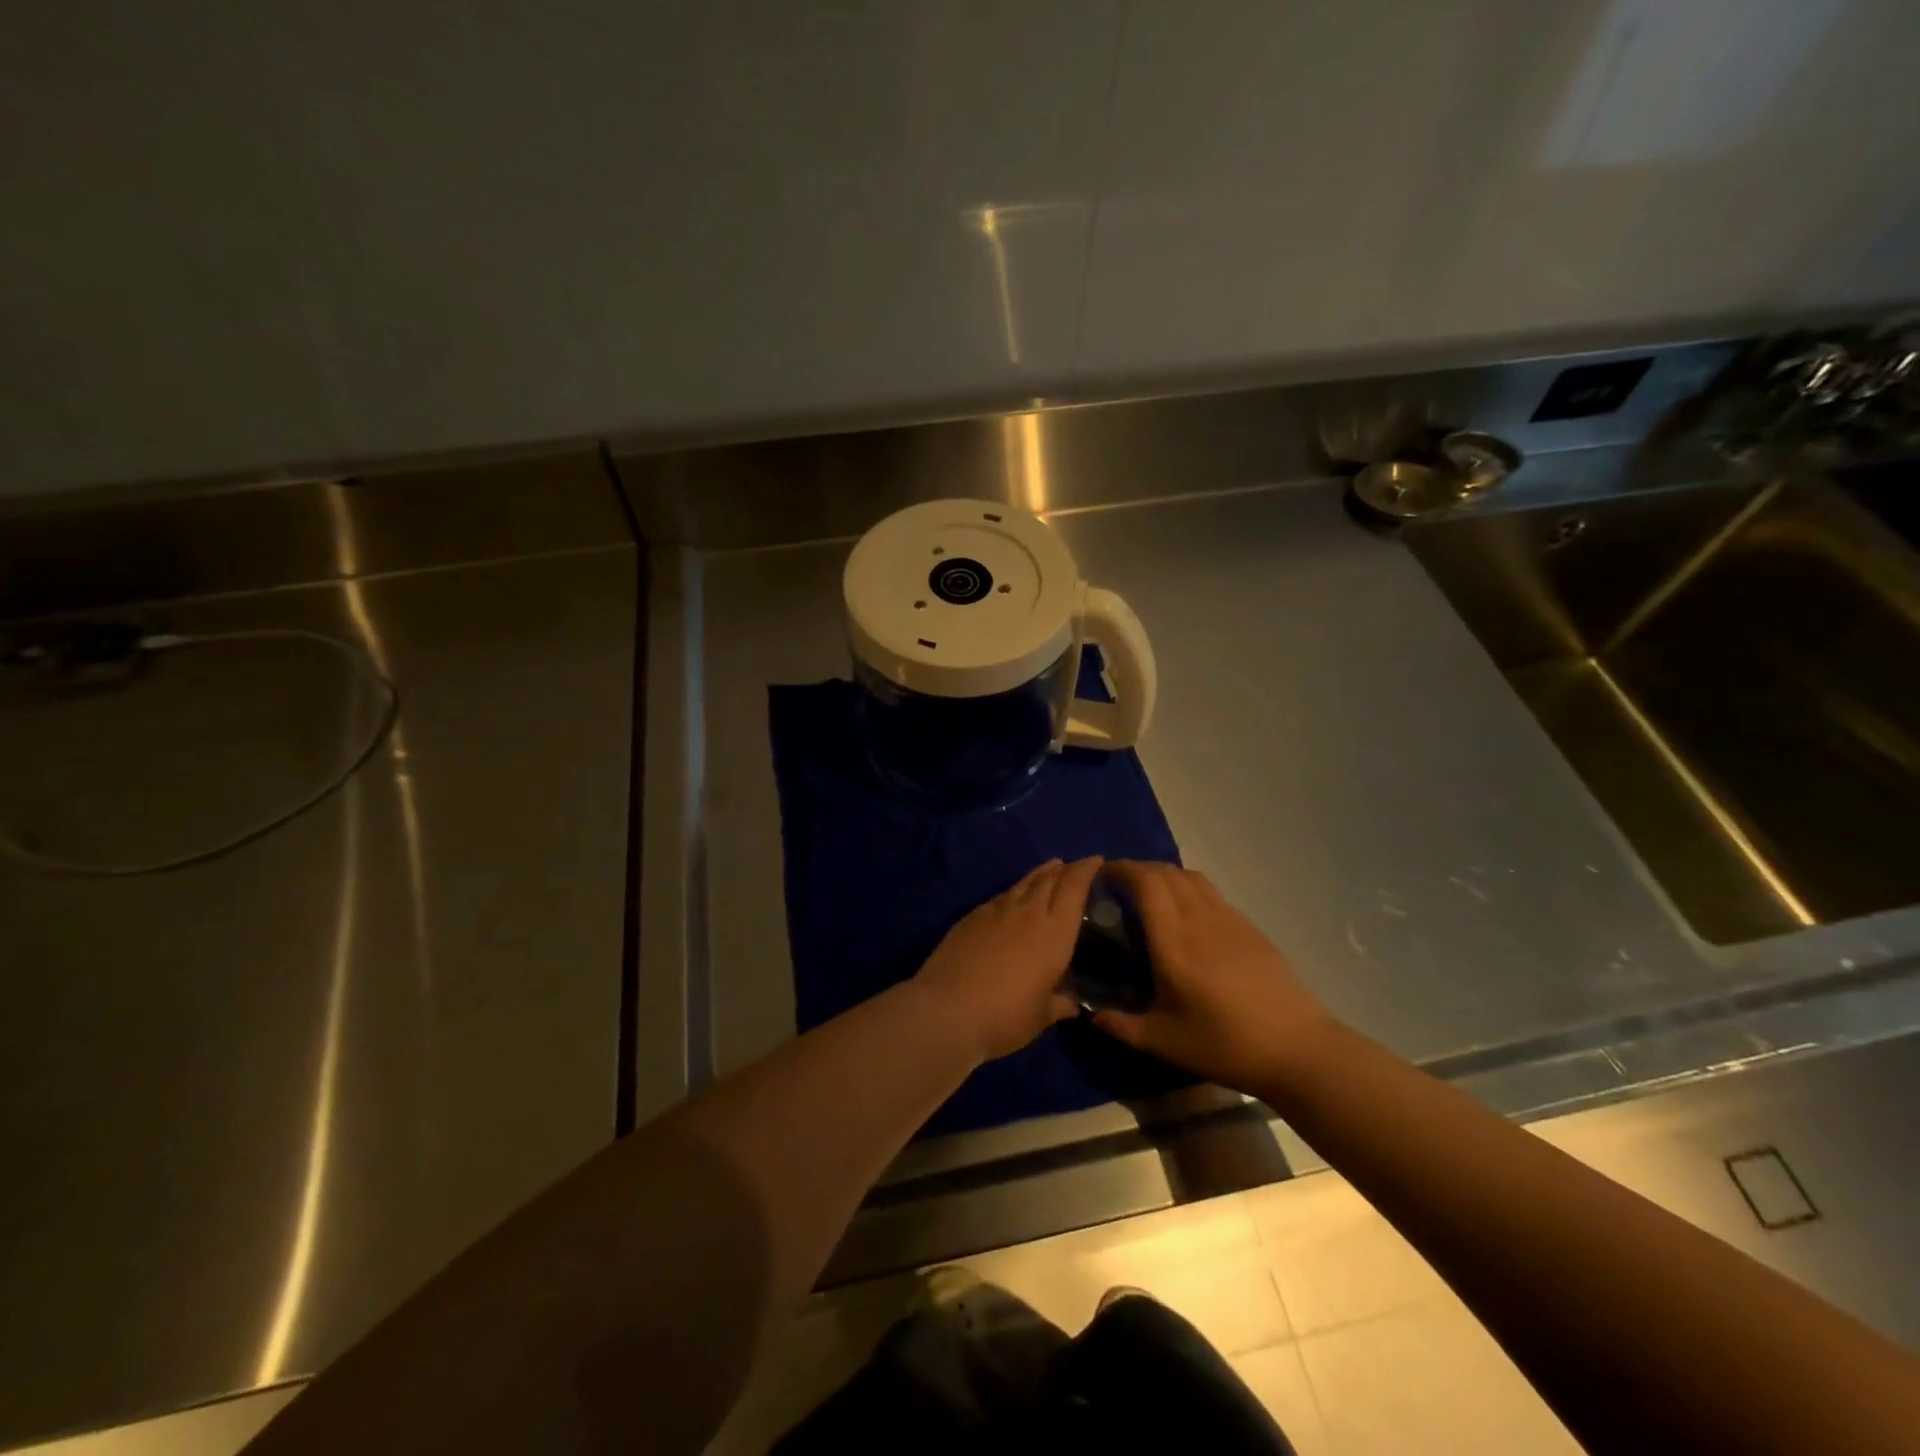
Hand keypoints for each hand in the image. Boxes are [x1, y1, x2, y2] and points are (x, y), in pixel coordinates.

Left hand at [912, 857, 1100, 1062]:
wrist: (947, 1010)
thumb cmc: (1005, 1017)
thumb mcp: (1041, 1017)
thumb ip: (1060, 1004)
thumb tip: (1072, 1003)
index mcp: (1054, 933)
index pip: (1074, 888)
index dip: (1086, 870)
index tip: (1096, 861)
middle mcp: (1028, 913)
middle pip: (1050, 879)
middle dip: (1066, 869)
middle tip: (1075, 867)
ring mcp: (997, 911)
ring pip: (1024, 883)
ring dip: (1041, 873)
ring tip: (1051, 868)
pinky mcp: (972, 916)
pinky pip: (1001, 895)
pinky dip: (1015, 890)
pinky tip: (1014, 896)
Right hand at [1093, 861, 1335, 1095]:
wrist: (1298, 1048)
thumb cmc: (1226, 1044)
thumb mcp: (1166, 1042)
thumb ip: (1123, 1026)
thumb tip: (1093, 1016)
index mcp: (1174, 941)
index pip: (1146, 883)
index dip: (1122, 869)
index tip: (1101, 874)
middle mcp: (1200, 919)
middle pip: (1166, 872)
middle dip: (1138, 869)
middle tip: (1119, 886)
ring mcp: (1229, 919)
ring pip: (1191, 877)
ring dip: (1165, 875)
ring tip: (1150, 894)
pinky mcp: (1249, 927)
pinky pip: (1211, 892)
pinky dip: (1189, 888)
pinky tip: (1187, 915)